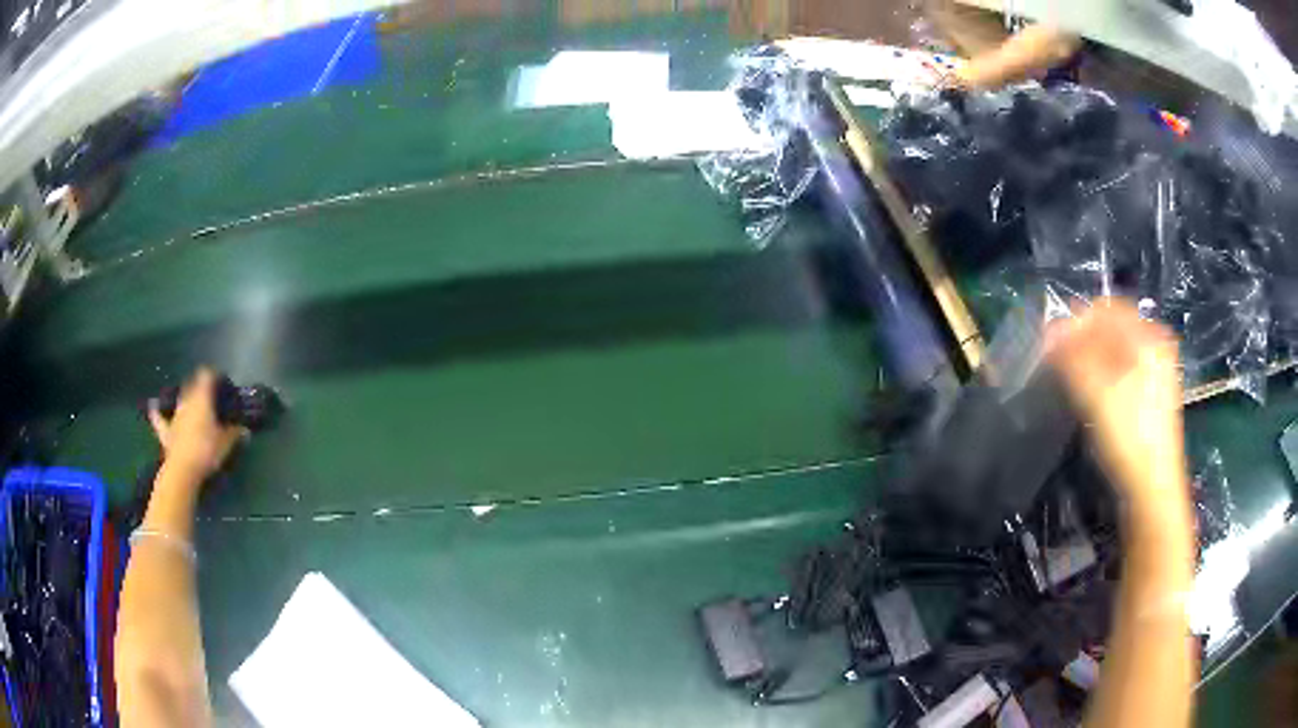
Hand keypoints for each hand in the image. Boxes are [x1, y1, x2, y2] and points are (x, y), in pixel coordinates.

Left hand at [148, 368, 246, 482]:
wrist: (183, 470)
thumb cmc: (206, 451)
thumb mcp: (226, 444)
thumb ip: (234, 434)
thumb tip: (245, 430)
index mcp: (202, 399)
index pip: (207, 376)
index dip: (213, 375)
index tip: (221, 380)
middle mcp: (187, 401)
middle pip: (192, 385)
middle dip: (200, 386)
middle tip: (210, 394)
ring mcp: (175, 415)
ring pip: (180, 399)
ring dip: (185, 398)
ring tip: (191, 401)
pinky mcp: (166, 431)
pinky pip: (159, 418)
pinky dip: (157, 412)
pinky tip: (154, 407)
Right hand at [1045, 300, 1189, 519]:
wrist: (1152, 490)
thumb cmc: (1128, 438)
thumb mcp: (1096, 394)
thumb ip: (1072, 357)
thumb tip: (1050, 331)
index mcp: (1149, 336)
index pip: (1106, 309)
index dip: (1076, 320)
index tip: (1051, 341)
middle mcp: (1156, 346)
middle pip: (1112, 328)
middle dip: (1083, 339)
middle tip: (1058, 360)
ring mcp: (1157, 371)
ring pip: (1116, 350)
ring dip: (1091, 357)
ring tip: (1070, 377)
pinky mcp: (1151, 395)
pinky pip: (1123, 369)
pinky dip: (1103, 373)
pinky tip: (1091, 393)